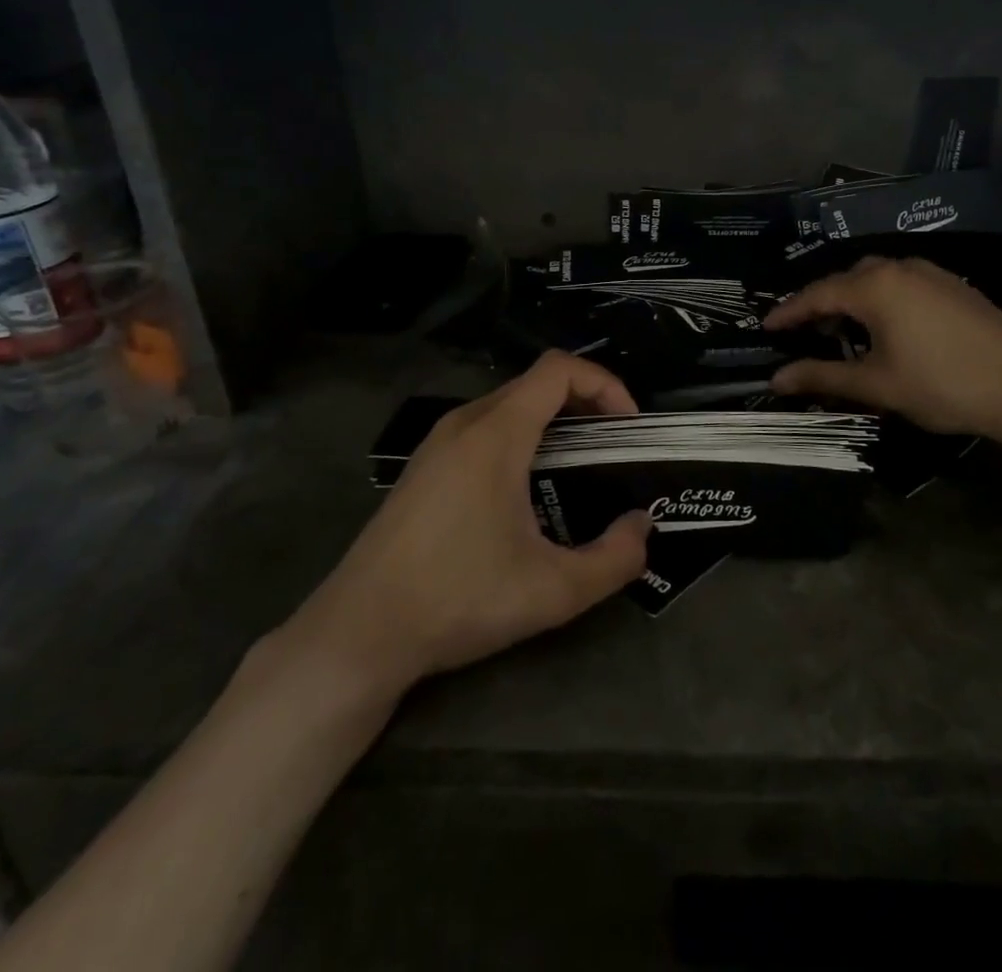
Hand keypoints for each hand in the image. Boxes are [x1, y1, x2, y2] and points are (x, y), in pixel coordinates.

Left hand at [274, 352, 651, 700]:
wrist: (358, 633)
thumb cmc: (458, 599)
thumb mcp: (552, 591)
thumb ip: (613, 559)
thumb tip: (642, 527)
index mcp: (496, 433)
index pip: (559, 369)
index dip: (605, 383)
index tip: (628, 425)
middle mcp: (465, 422)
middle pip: (536, 383)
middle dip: (585, 403)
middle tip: (613, 447)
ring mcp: (438, 442)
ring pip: (509, 404)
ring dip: (552, 421)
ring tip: (577, 468)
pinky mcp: (424, 465)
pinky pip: (484, 427)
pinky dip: (521, 437)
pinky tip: (525, 491)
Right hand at [764, 256, 1001, 439]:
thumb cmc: (941, 384)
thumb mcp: (876, 384)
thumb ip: (823, 377)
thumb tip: (776, 380)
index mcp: (874, 286)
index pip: (817, 294)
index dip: (789, 311)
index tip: (766, 326)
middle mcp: (899, 268)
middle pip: (847, 280)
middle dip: (822, 304)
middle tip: (805, 332)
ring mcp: (931, 274)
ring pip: (878, 279)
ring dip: (854, 301)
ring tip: (843, 331)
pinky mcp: (954, 286)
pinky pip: (903, 284)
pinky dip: (882, 301)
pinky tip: (887, 329)